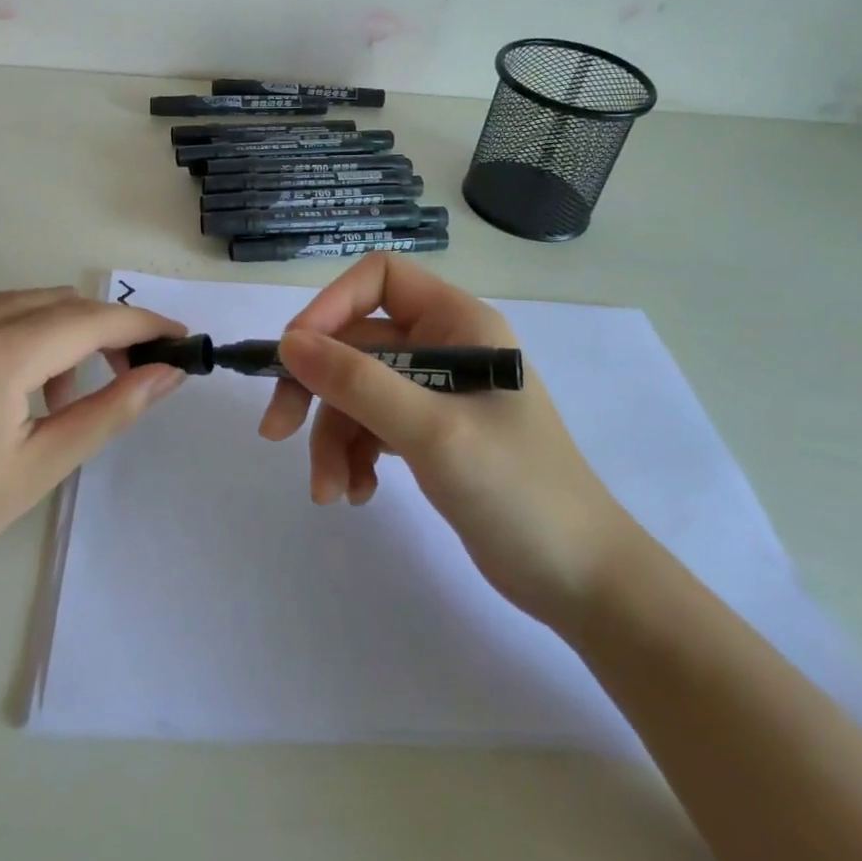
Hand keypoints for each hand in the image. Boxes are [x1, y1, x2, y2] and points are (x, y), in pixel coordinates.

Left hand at [0, 288, 186, 593]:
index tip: (178, 338)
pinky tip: (12, 383)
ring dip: (60, 332)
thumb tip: (167, 373)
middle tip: (128, 371)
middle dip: (104, 330)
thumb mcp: (41, 467)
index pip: (87, 321)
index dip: (141, 326)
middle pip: (59, 303)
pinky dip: (17, 333)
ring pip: (22, 302)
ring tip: (58, 394)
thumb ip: (111, 410)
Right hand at [258, 254, 637, 630]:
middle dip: (317, 389)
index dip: (330, 306)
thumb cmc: (519, 491)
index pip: (378, 279)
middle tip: (278, 431)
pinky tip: (357, 494)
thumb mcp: (433, 432)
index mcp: (457, 323)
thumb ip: (359, 382)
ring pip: (356, 391)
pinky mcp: (428, 433)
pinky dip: (353, 456)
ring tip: (331, 492)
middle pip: (355, 342)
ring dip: (333, 439)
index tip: (295, 354)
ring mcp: (435, 392)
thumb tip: (288, 343)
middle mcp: (443, 346)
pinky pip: (370, 426)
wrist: (583, 581)